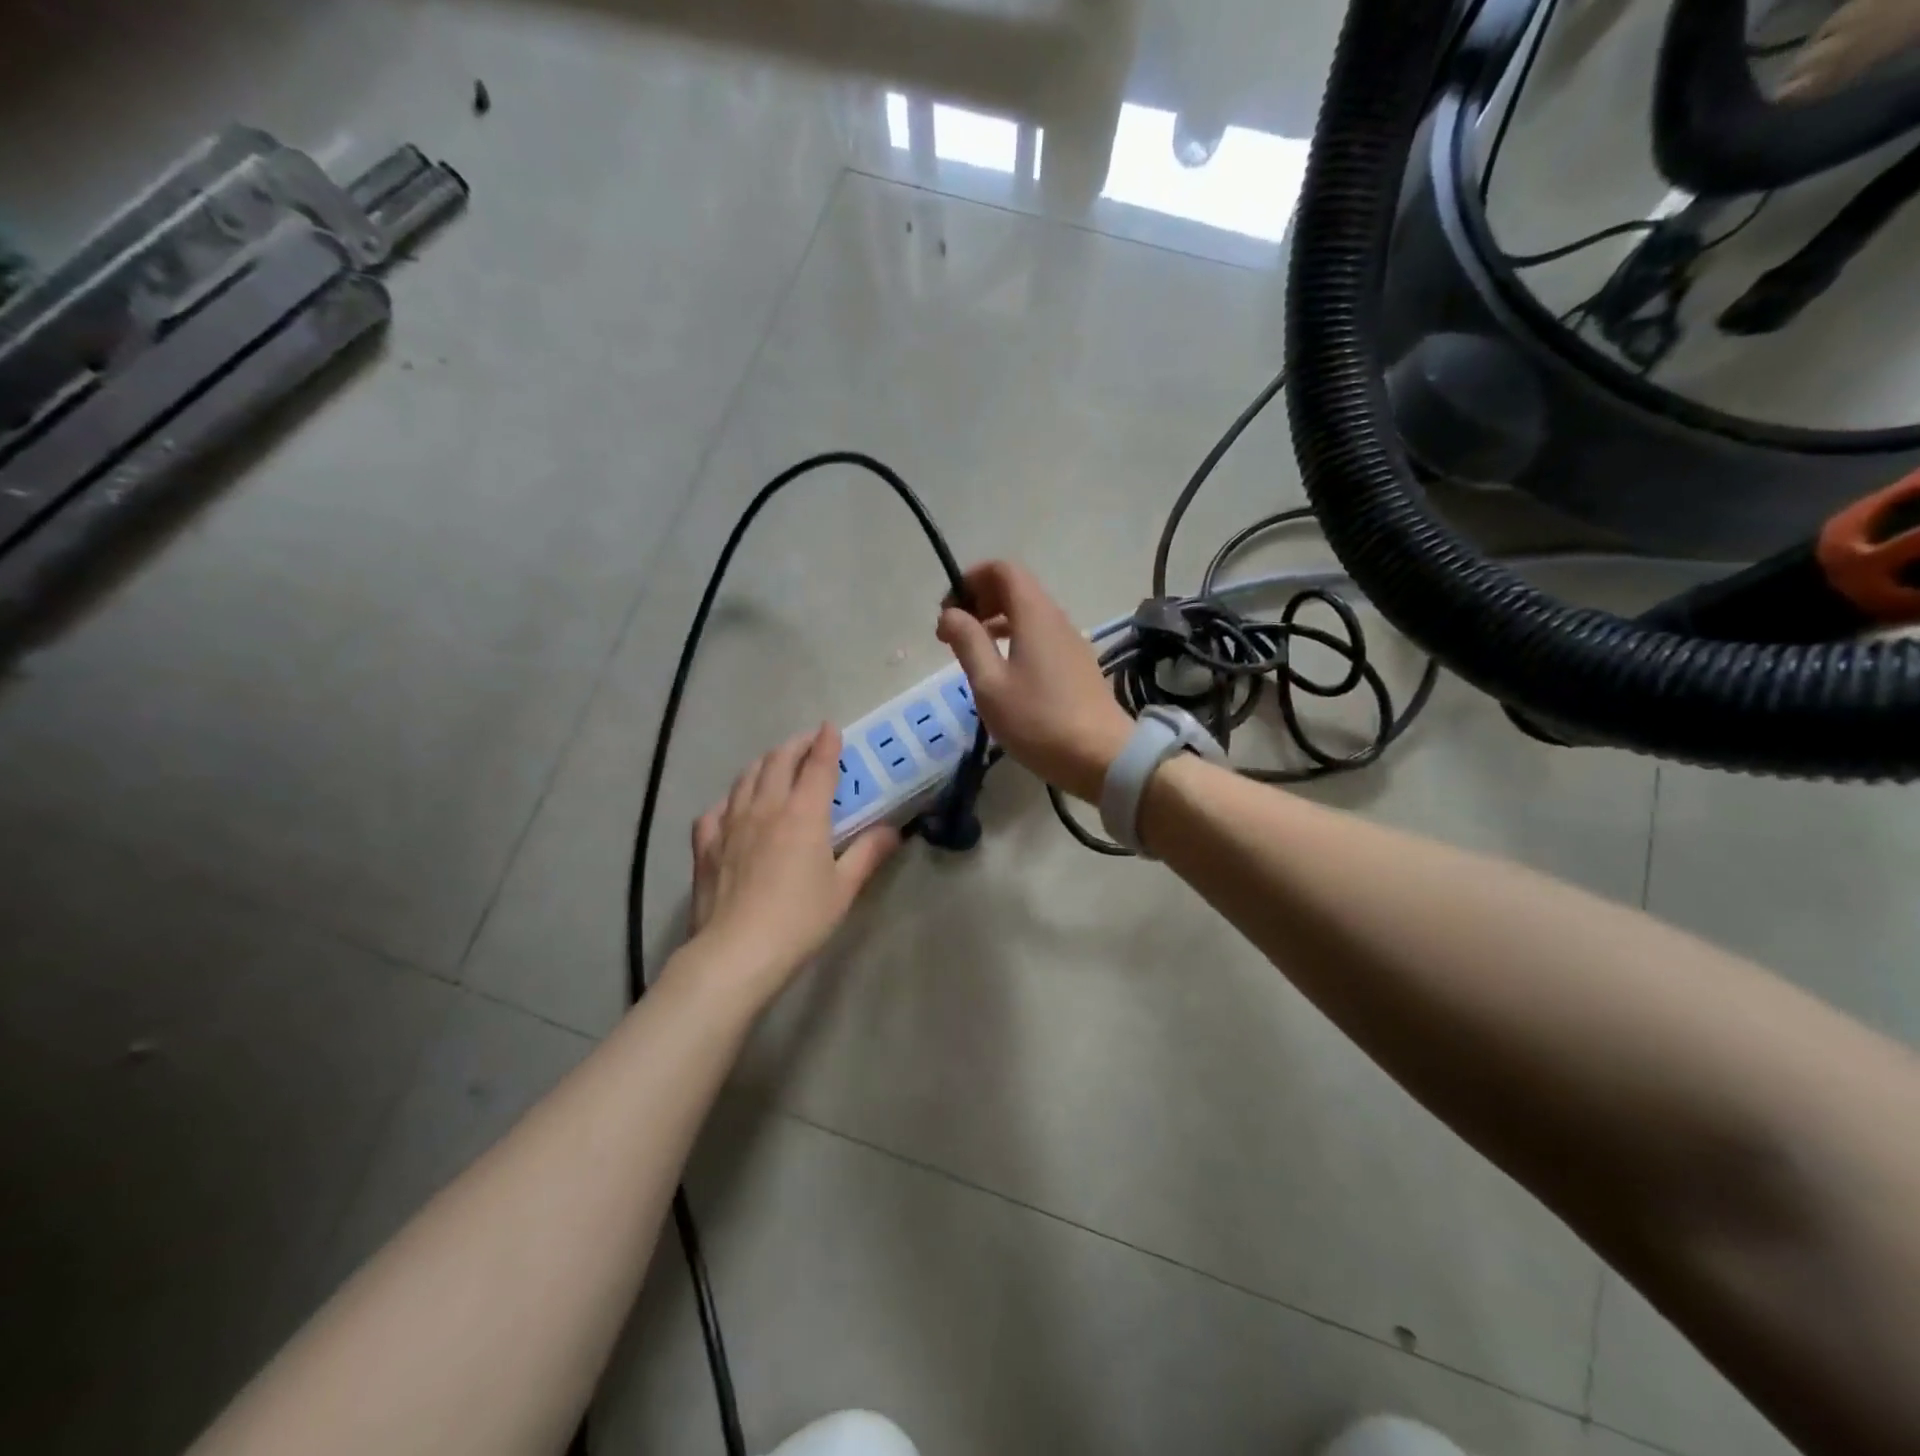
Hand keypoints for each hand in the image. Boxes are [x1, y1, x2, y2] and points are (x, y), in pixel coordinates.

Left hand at [687, 724, 898, 999]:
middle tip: (808, 743)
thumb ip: (868, 853)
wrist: (736, 952)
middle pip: (778, 761)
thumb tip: (893, 831)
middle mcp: (765, 807)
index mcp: (803, 814)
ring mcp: (730, 823)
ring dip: (764, 764)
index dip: (826, 743)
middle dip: (795, 745)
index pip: (818, 765)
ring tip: (775, 765)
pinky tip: (734, 807)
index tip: (832, 728)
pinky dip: (730, 800)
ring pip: (745, 778)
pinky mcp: (705, 845)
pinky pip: (716, 809)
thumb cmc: (799, 920)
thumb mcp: (843, 888)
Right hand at [936, 561, 1132, 802]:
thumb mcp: (990, 684)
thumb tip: (951, 614)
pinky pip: (1041, 636)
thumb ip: (968, 642)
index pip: (1003, 570)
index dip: (971, 579)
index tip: (949, 611)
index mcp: (1034, 614)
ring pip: (1028, 614)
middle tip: (953, 634)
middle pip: (1015, 589)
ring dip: (995, 622)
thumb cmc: (1038, 720)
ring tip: (971, 653)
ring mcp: (1071, 642)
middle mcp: (1056, 619)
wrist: (1101, 756)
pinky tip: (1002, 672)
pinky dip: (1014, 639)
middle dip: (979, 601)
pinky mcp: (1077, 665)